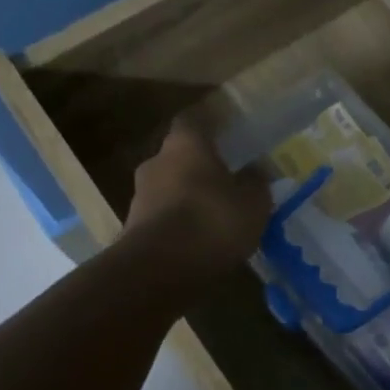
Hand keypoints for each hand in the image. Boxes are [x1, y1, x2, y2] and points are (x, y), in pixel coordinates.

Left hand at [124, 117, 270, 273]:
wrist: (158, 271)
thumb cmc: (211, 222)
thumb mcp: (253, 203)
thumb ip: (256, 183)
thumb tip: (256, 171)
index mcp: (185, 144)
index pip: (194, 119)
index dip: (211, 123)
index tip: (228, 130)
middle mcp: (156, 162)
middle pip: (179, 155)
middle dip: (201, 165)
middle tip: (227, 178)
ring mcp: (140, 196)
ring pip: (170, 187)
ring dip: (189, 196)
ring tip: (216, 215)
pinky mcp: (134, 228)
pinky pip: (163, 216)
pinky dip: (179, 223)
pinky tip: (199, 240)